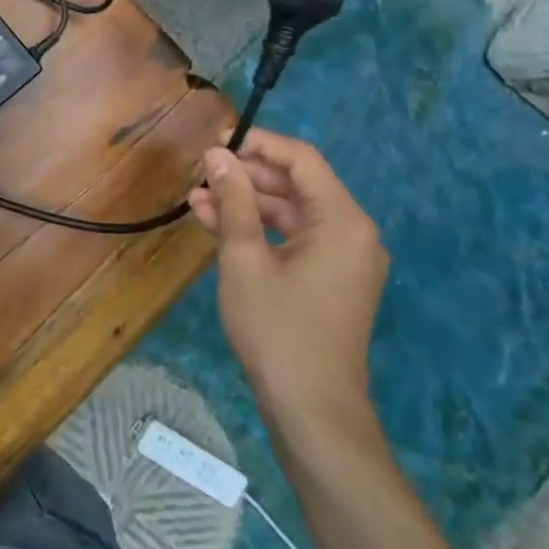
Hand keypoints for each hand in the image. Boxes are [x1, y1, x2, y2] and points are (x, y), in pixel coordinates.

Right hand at [188, 129, 387, 435]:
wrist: (311, 408)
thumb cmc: (277, 329)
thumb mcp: (245, 259)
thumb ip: (233, 201)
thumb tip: (218, 155)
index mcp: (342, 221)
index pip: (301, 159)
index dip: (258, 143)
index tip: (216, 140)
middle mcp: (352, 232)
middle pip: (297, 185)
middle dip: (246, 176)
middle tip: (200, 173)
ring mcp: (344, 258)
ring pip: (291, 213)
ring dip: (246, 205)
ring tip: (197, 200)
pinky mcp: (331, 280)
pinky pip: (295, 240)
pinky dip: (260, 232)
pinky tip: (216, 226)